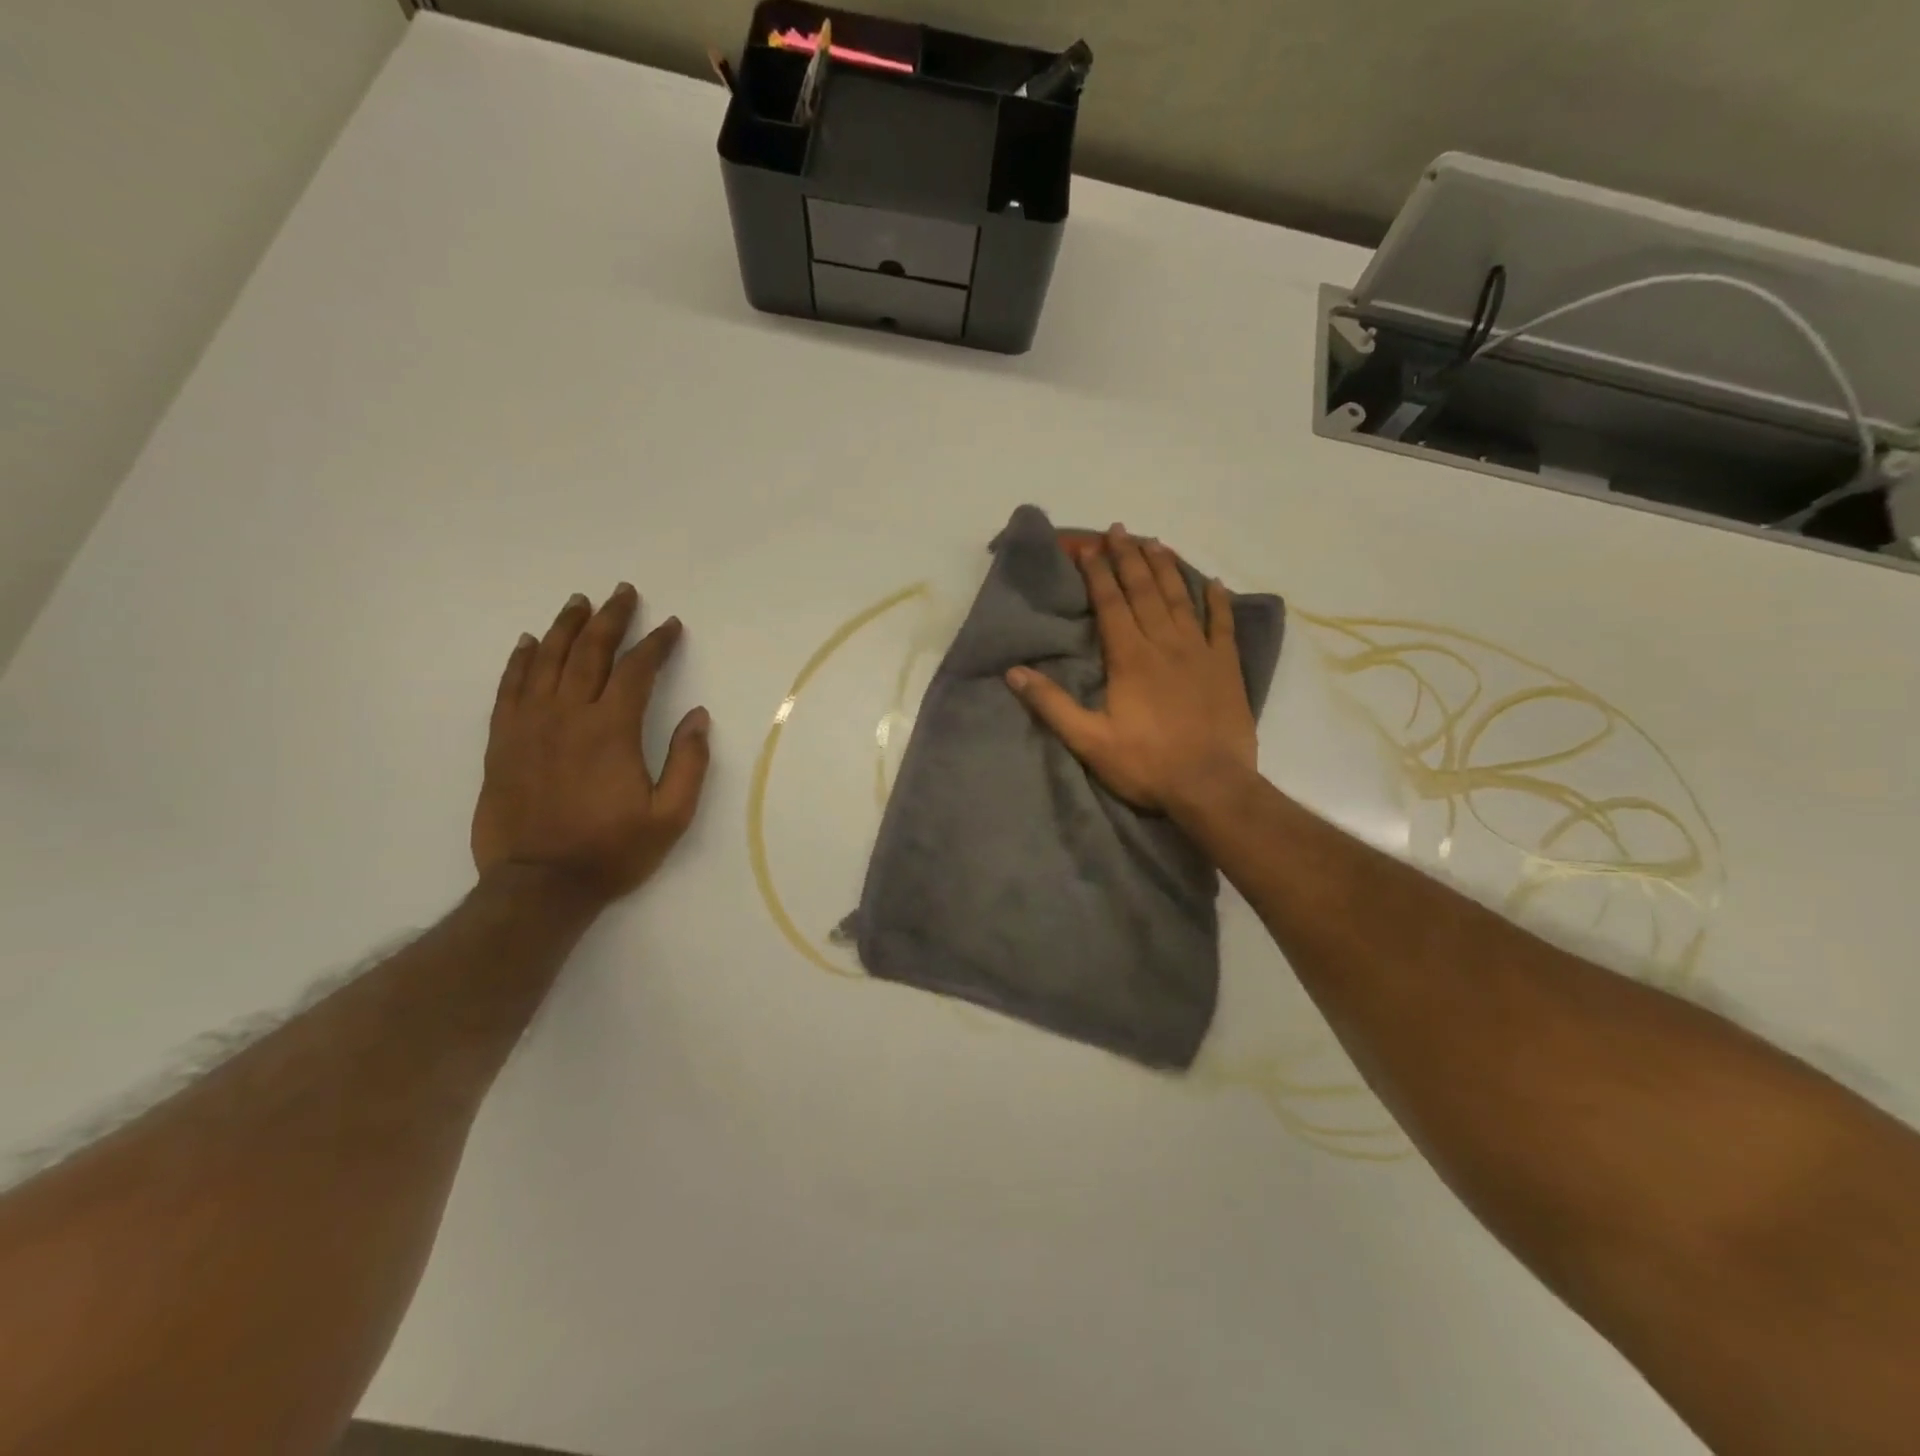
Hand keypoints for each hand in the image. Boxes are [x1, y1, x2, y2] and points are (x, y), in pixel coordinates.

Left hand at [472, 584, 710, 904]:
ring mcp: (530, 725)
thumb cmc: (612, 851)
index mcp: (612, 730)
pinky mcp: (503, 741)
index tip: (670, 626)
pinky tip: (531, 642)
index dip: (656, 644)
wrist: (538, 886)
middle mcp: (568, 715)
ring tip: (579, 602)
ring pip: (547, 660)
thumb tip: (698, 717)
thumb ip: (689, 763)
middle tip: (623, 593)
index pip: (636, 670)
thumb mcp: (671, 816)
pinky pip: (510, 687)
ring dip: (566, 627)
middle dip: (610, 618)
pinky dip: (521, 660)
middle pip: (589, 652)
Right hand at [1006, 525, 1257, 816]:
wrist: (1211, 786)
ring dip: (1166, 568)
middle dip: (1129, 558)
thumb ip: (1052, 704)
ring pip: (1180, 598)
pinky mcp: (1226, 667)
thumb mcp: (1089, 741)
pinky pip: (1222, 624)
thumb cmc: (1146, 764)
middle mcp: (1164, 643)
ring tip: (1154, 542)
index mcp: (1129, 657)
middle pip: (1144, 590)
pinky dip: (1218, 601)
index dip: (1097, 572)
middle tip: (1119, 530)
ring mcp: (1200, 652)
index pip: (1110, 603)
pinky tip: (1214, 582)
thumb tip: (1013, 673)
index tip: (1088, 547)